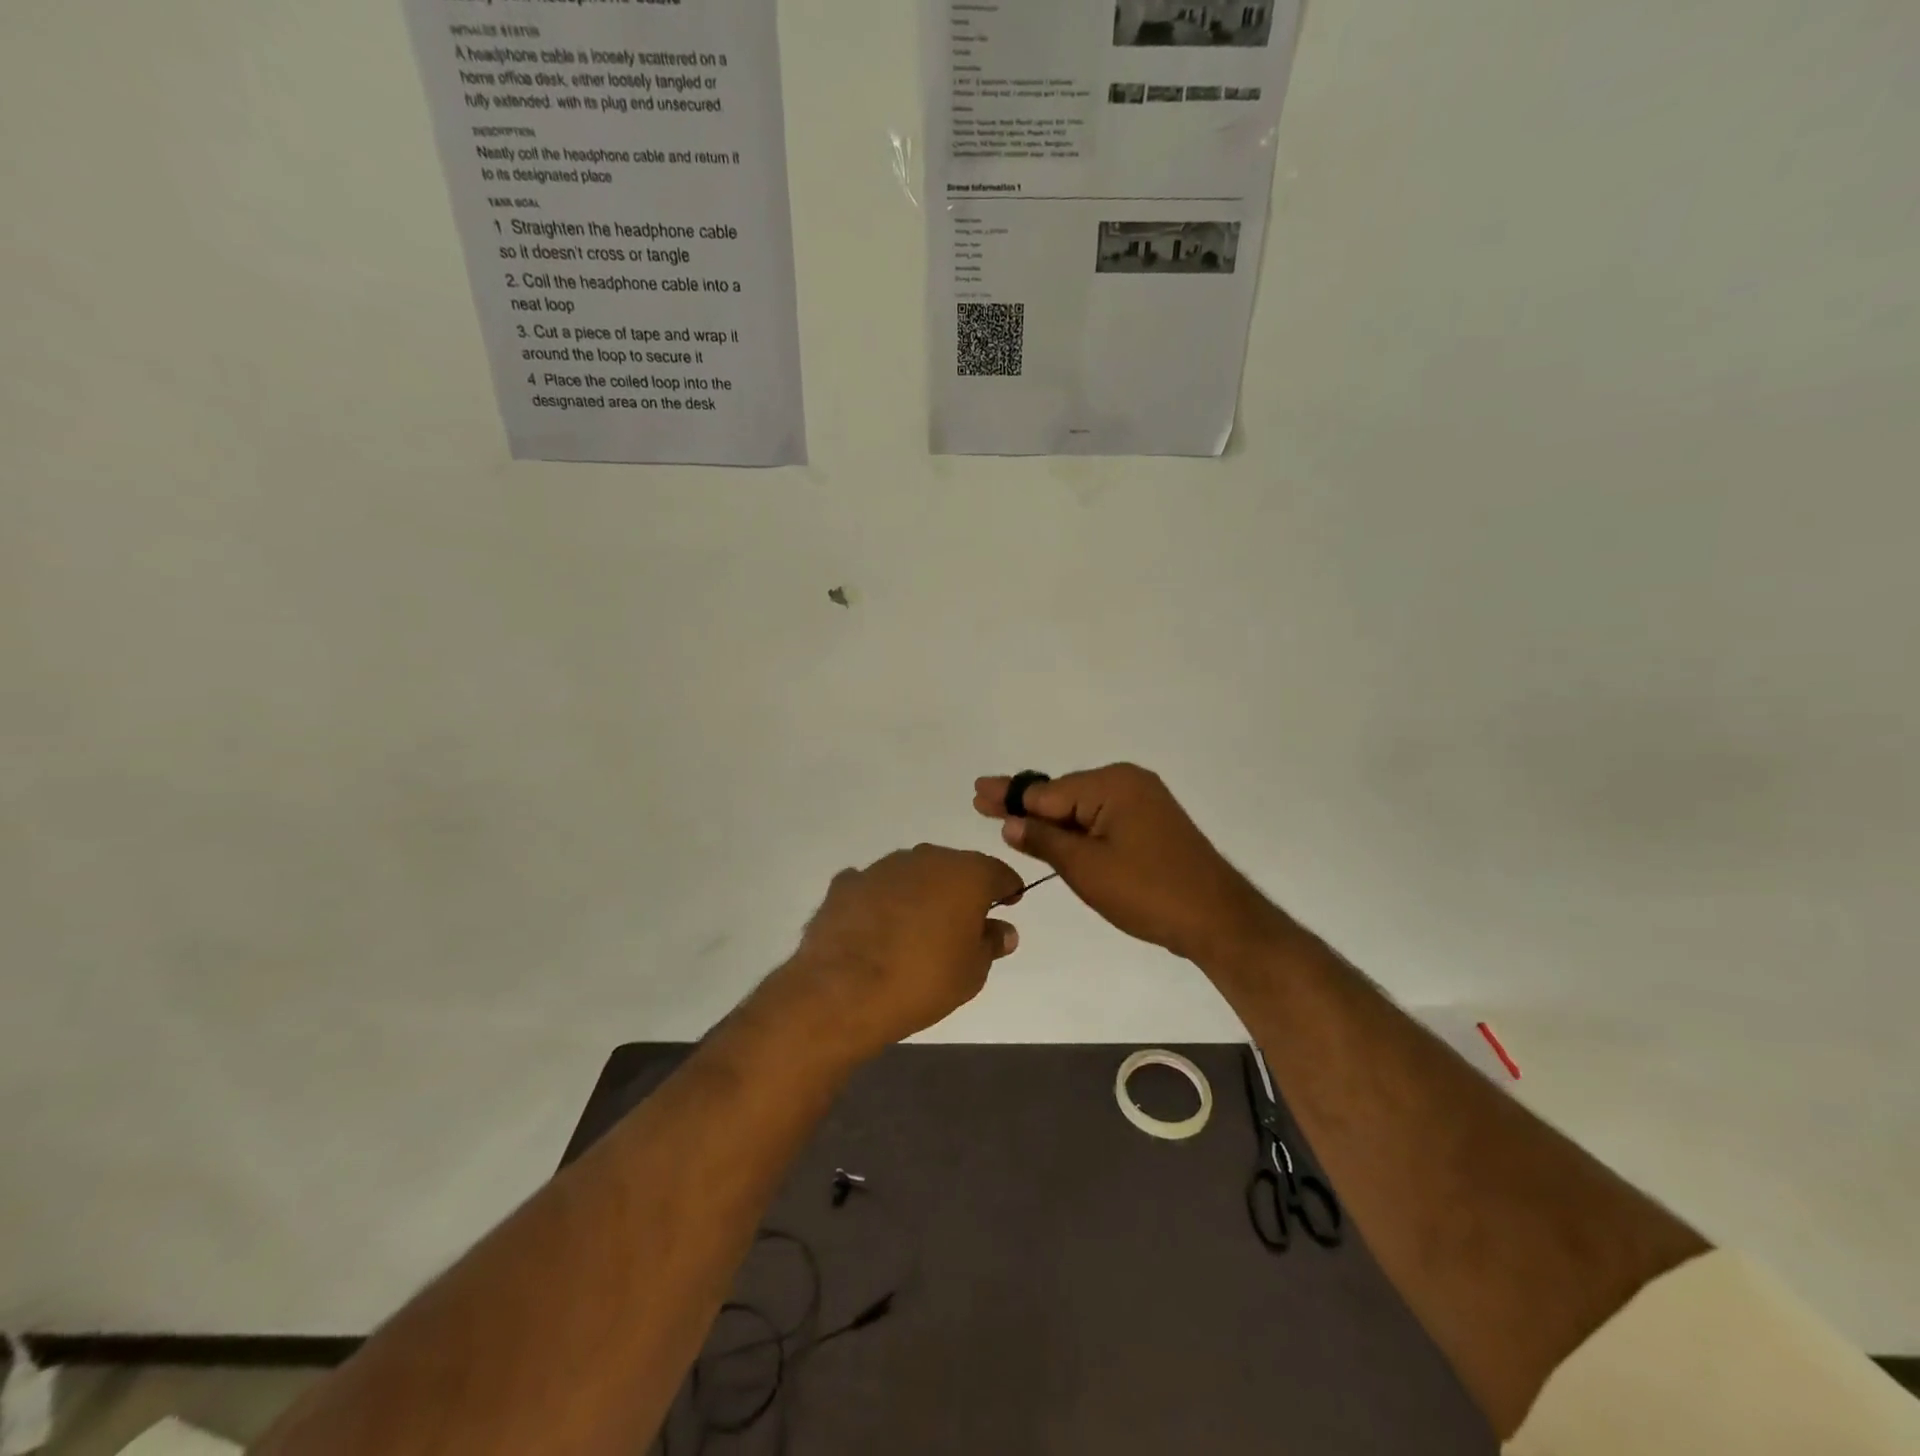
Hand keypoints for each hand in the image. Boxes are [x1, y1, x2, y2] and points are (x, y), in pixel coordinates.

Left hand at [762, 845, 1025, 1062]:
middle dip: (960, 890)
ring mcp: (882, 867)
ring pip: (912, 873)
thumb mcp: (972, 972)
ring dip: (919, 893)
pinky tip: (876, 929)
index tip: (1008, 904)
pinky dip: (881, 902)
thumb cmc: (923, 980)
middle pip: (953, 868)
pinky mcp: (846, 883)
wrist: (843, 990)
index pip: (998, 871)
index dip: (1007, 888)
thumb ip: (991, 943)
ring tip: (916, 930)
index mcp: (965, 873)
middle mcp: (925, 858)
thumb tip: (1002, 930)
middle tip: (962, 923)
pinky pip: (874, 887)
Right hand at [973, 764, 1277, 964]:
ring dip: (1049, 820)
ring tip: (1007, 820)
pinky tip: (1051, 835)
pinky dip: (1076, 829)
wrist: (1217, 919)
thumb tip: (1011, 822)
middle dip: (1025, 804)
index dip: (1010, 796)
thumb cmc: (1148, 892)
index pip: (1048, 792)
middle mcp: (1128, 782)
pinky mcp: (1151, 823)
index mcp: (1112, 784)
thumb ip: (1045, 841)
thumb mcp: (1086, 868)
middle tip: (982, 799)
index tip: (978, 791)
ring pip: (1082, 809)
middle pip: (1063, 794)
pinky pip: (1101, 819)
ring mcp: (1143, 802)